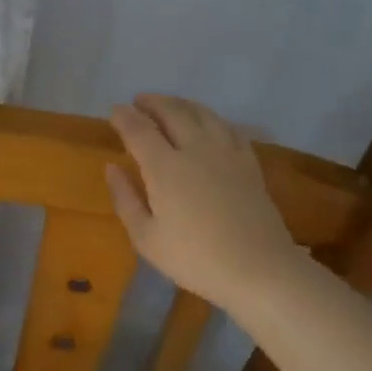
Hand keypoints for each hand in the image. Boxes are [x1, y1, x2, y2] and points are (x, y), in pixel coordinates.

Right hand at [104, 94, 310, 316]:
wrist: (259, 269)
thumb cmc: (195, 258)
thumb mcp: (146, 238)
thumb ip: (125, 199)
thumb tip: (112, 167)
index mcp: (165, 168)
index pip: (139, 130)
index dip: (124, 117)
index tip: (114, 111)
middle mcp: (195, 149)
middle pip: (172, 112)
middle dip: (152, 102)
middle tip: (139, 101)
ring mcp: (226, 153)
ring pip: (202, 113)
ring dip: (181, 103)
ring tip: (169, 105)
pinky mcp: (248, 162)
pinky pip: (228, 127)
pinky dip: (211, 118)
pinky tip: (208, 123)